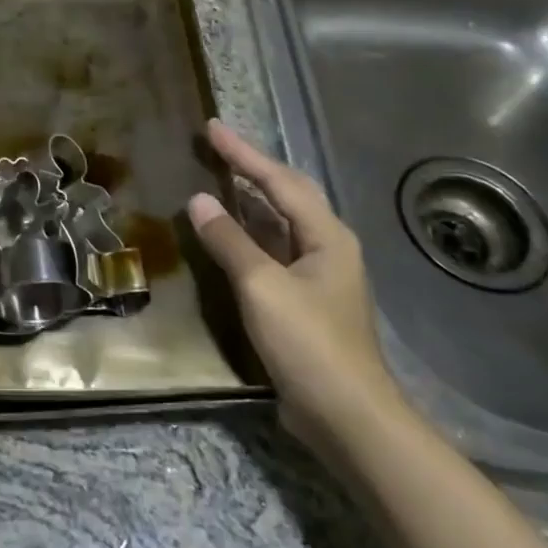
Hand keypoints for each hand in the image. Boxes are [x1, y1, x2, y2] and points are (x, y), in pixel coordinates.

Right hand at [187, 119, 403, 453]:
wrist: (348, 419)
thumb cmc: (309, 343)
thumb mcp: (262, 286)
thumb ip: (229, 240)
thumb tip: (199, 200)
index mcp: (326, 235)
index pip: (278, 180)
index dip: (243, 152)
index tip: (211, 128)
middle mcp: (328, 247)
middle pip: (286, 194)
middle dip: (252, 167)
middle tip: (216, 146)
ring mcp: (319, 276)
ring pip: (281, 224)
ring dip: (250, 200)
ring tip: (218, 179)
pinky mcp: (306, 302)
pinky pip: (274, 252)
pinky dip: (249, 235)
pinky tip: (228, 235)